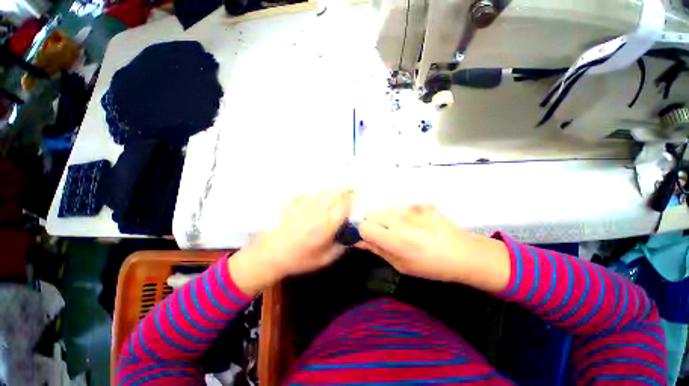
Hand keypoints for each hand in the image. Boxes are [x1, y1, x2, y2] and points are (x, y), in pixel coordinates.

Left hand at [229, 190, 354, 294]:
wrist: (270, 255)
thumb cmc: (299, 258)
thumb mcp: (325, 258)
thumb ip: (342, 246)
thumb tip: (353, 237)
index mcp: (328, 223)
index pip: (346, 204)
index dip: (354, 197)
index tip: (359, 194)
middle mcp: (318, 209)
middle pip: (336, 192)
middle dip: (345, 189)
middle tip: (349, 190)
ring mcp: (305, 203)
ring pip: (323, 190)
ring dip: (333, 189)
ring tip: (337, 190)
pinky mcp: (294, 202)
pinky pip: (309, 191)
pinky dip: (317, 191)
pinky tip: (318, 193)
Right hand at [357, 205, 510, 292]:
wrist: (464, 254)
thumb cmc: (431, 266)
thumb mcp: (401, 265)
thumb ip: (377, 250)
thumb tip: (360, 242)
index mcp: (394, 239)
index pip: (363, 226)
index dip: (363, 232)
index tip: (370, 238)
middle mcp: (399, 219)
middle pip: (371, 212)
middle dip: (372, 222)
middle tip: (385, 233)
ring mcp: (412, 208)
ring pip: (385, 208)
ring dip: (386, 217)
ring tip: (402, 228)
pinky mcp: (421, 203)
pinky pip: (402, 207)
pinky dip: (403, 214)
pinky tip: (416, 224)